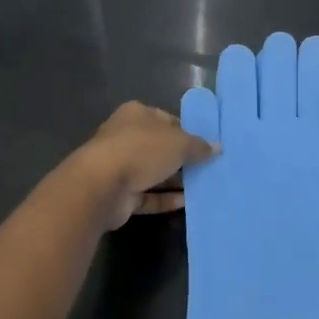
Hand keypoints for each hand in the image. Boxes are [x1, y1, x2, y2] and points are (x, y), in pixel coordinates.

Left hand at [70, 101, 217, 228]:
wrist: (101, 186)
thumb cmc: (141, 151)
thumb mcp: (178, 143)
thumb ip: (198, 146)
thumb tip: (217, 148)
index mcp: (136, 115)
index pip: (166, 119)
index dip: (187, 131)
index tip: (207, 145)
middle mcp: (126, 137)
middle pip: (159, 147)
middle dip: (182, 158)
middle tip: (209, 168)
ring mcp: (120, 166)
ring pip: (153, 172)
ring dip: (175, 180)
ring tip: (204, 187)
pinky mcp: (120, 194)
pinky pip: (148, 195)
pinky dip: (165, 199)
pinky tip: (188, 203)